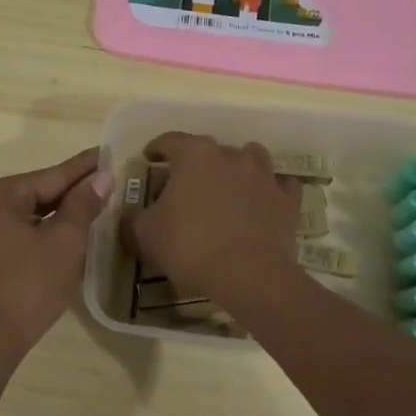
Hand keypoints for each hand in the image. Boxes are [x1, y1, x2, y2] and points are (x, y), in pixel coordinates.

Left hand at [0, 148, 113, 382]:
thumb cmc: (28, 287)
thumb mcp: (65, 242)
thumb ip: (83, 205)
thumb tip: (102, 177)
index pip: (53, 175)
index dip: (84, 167)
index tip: (108, 152)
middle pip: (39, 193)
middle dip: (73, 190)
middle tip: (108, 181)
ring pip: (30, 215)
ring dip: (60, 213)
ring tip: (95, 205)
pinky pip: (19, 234)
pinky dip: (44, 232)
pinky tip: (67, 234)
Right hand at [122, 133, 300, 305]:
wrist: (248, 274)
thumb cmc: (190, 246)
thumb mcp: (145, 235)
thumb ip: (132, 220)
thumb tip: (129, 215)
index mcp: (195, 155)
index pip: (170, 141)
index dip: (156, 148)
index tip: (148, 158)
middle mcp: (231, 155)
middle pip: (210, 150)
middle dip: (196, 164)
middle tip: (184, 185)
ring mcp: (264, 176)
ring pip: (251, 158)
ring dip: (237, 168)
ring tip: (227, 187)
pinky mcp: (287, 200)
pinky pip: (280, 185)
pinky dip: (270, 190)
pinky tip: (262, 201)